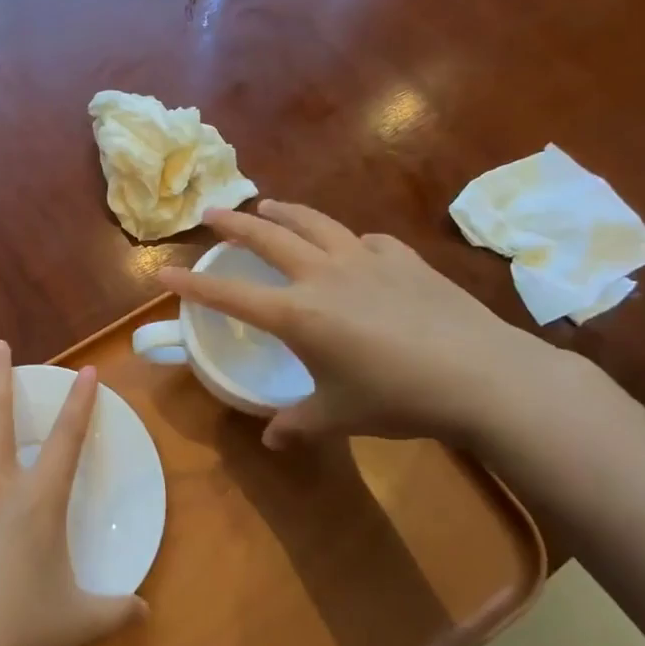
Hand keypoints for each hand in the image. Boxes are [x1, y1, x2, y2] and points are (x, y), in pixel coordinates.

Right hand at [160, 200, 568, 449]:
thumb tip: (270, 440)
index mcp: (298, 314)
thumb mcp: (339, 417)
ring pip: (313, 223)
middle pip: (267, 239)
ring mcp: (365, 260)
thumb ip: (298, 426)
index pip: (230, 295)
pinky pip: (364, 241)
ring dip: (284, 212)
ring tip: (268, 205)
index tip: (163, 272)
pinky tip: (352, 247)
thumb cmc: (398, 399)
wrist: (482, 376)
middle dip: (233, 225)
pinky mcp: (402, 258)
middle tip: (211, 212)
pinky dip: (347, 240)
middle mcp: (323, 276)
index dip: (192, 285)